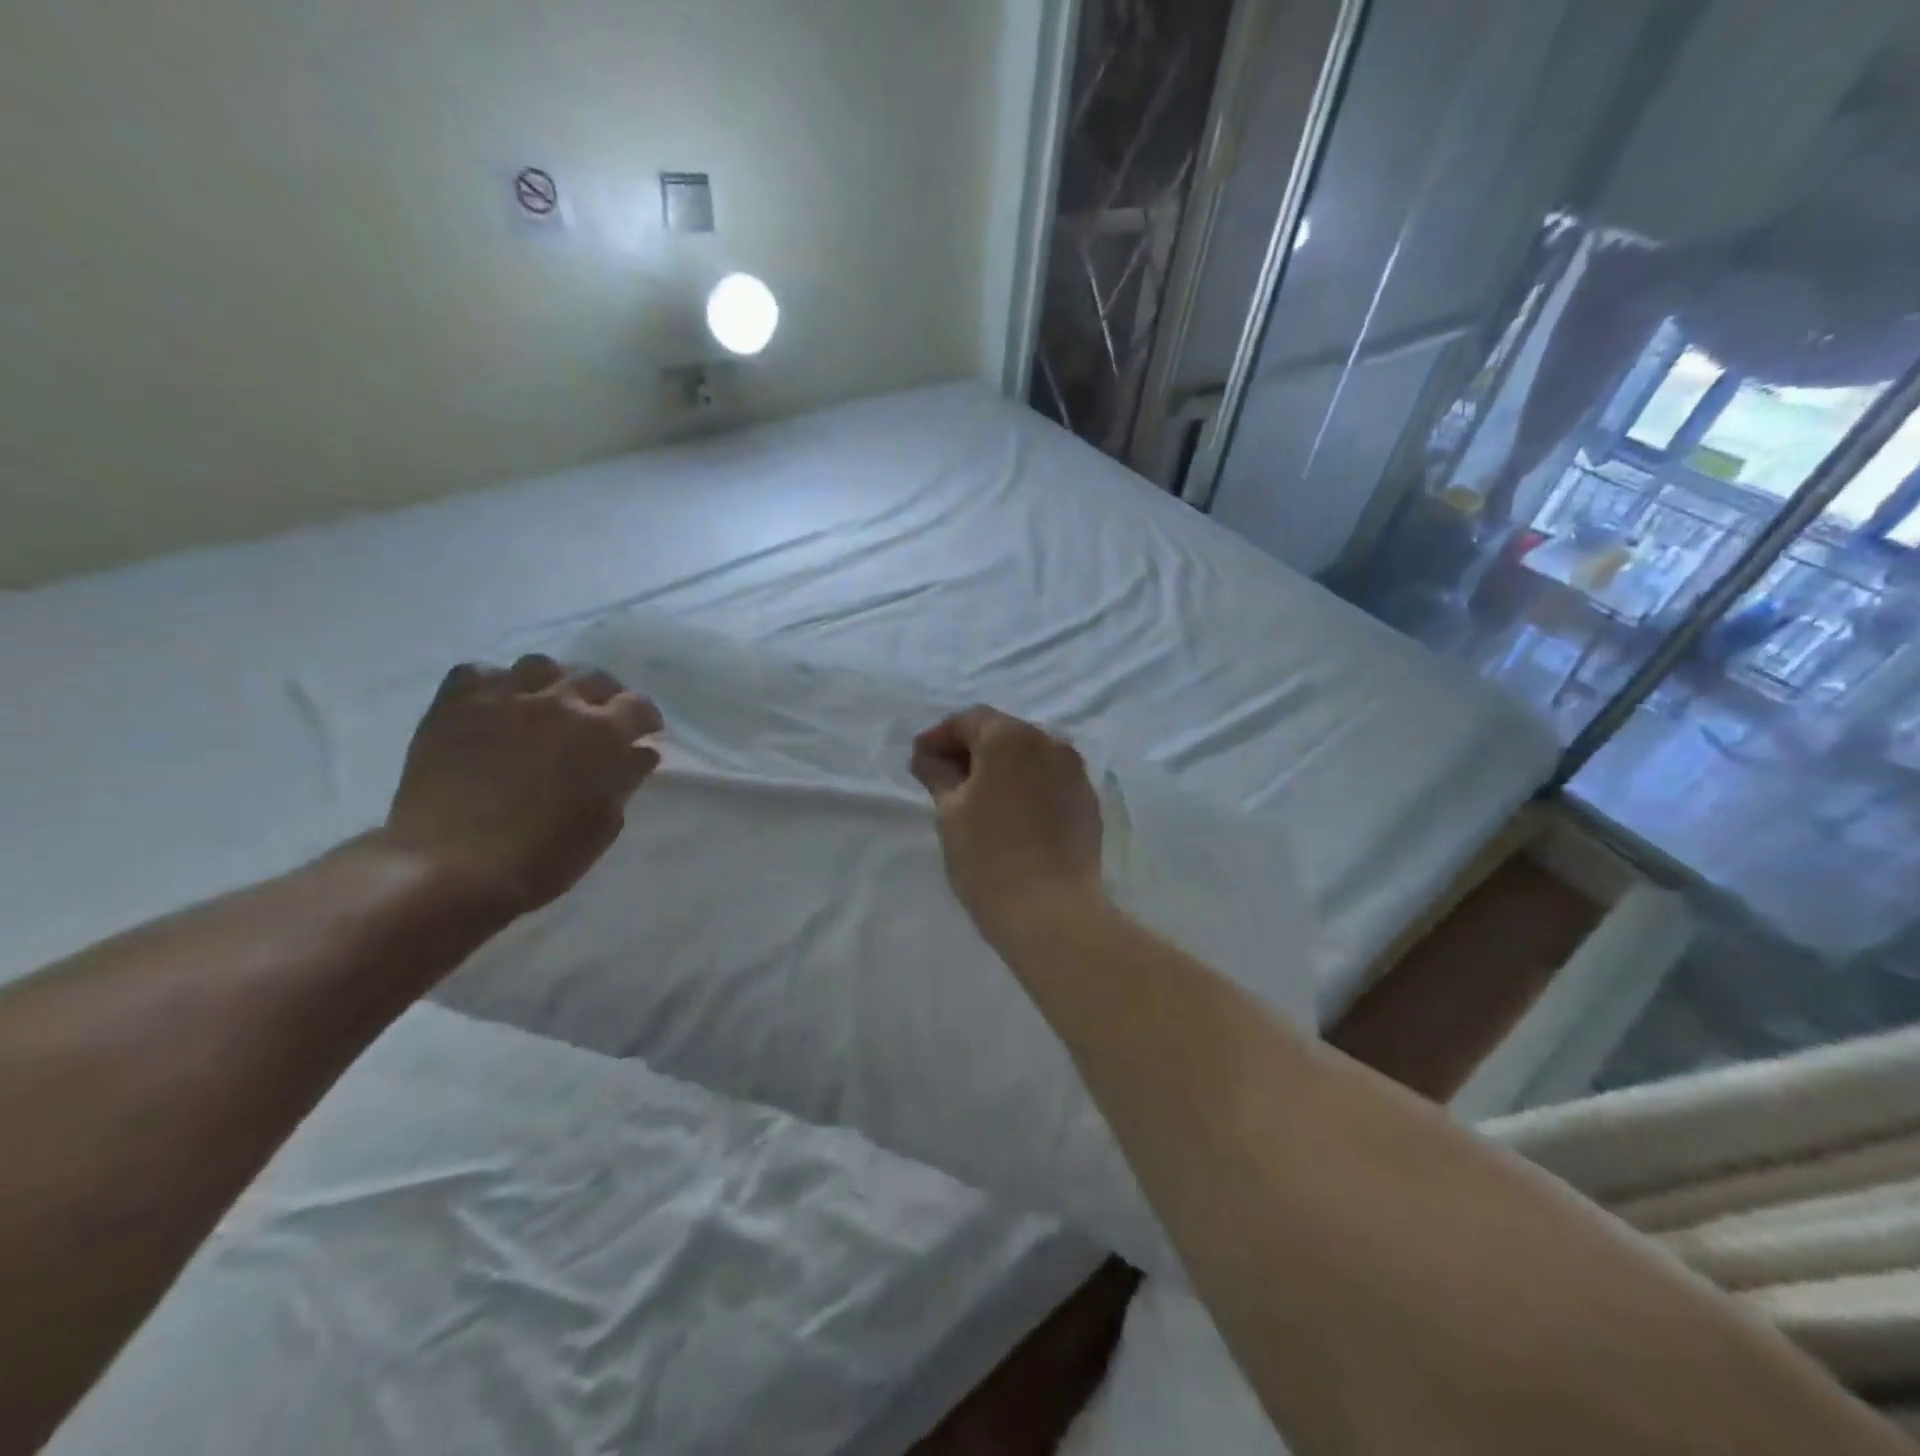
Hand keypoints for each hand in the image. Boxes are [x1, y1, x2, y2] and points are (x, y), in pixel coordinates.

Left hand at [381, 654, 663, 917]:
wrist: (451, 867)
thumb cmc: (542, 856)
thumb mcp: (602, 824)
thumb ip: (624, 780)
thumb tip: (641, 753)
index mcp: (602, 734)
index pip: (638, 705)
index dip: (645, 718)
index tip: (644, 733)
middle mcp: (559, 703)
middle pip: (593, 678)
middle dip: (605, 696)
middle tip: (600, 719)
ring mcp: (503, 699)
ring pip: (539, 665)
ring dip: (553, 682)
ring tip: (547, 705)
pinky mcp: (454, 706)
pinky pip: (478, 671)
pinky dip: (493, 683)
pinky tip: (495, 706)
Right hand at [910, 707, 1105, 943]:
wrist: (1052, 912)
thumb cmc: (989, 856)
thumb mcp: (950, 812)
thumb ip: (937, 773)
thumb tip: (927, 755)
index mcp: (1011, 737)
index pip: (969, 720)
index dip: (940, 736)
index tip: (919, 760)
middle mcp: (1050, 742)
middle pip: (1001, 734)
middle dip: (971, 750)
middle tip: (943, 779)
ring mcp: (1075, 772)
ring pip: (1028, 757)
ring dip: (1000, 768)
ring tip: (975, 798)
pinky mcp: (1087, 801)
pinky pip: (1048, 780)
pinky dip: (1025, 786)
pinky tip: (1010, 814)